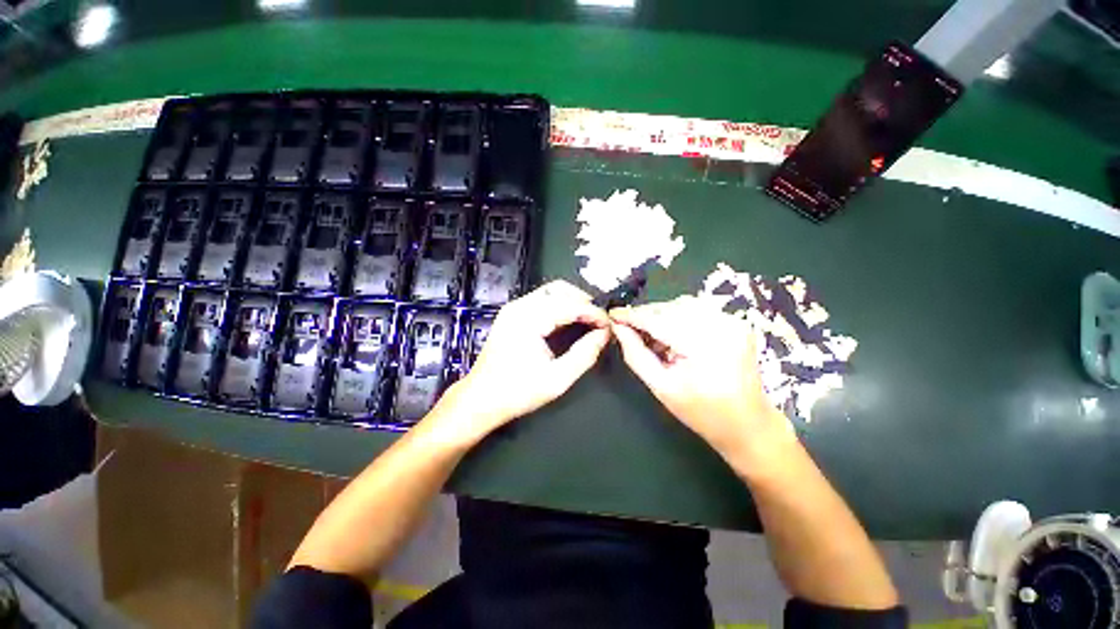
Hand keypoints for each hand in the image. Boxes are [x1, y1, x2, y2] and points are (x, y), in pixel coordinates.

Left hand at [429, 280, 610, 444]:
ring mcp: (513, 308)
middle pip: (560, 289)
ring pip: (551, 291)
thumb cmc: (517, 392)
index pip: (570, 305)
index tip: (609, 325)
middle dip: (584, 302)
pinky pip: (542, 299)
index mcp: (528, 320)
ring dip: (572, 300)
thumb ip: (584, 355)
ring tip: (588, 319)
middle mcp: (519, 306)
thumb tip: (604, 335)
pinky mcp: (512, 313)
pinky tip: (569, 319)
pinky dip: (560, 304)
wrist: (480, 399)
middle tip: (599, 322)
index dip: (594, 313)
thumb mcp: (557, 380)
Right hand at [610, 296, 793, 463]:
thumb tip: (618, 328)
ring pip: (683, 304)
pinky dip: (679, 316)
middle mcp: (722, 326)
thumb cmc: (701, 413)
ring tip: (652, 335)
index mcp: (704, 346)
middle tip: (628, 327)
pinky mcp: (736, 322)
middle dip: (646, 315)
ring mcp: (732, 321)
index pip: (658, 320)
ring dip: (662, 314)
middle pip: (670, 308)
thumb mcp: (661, 387)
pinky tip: (673, 334)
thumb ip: (635, 355)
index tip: (612, 314)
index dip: (632, 316)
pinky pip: (698, 309)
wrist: (749, 424)